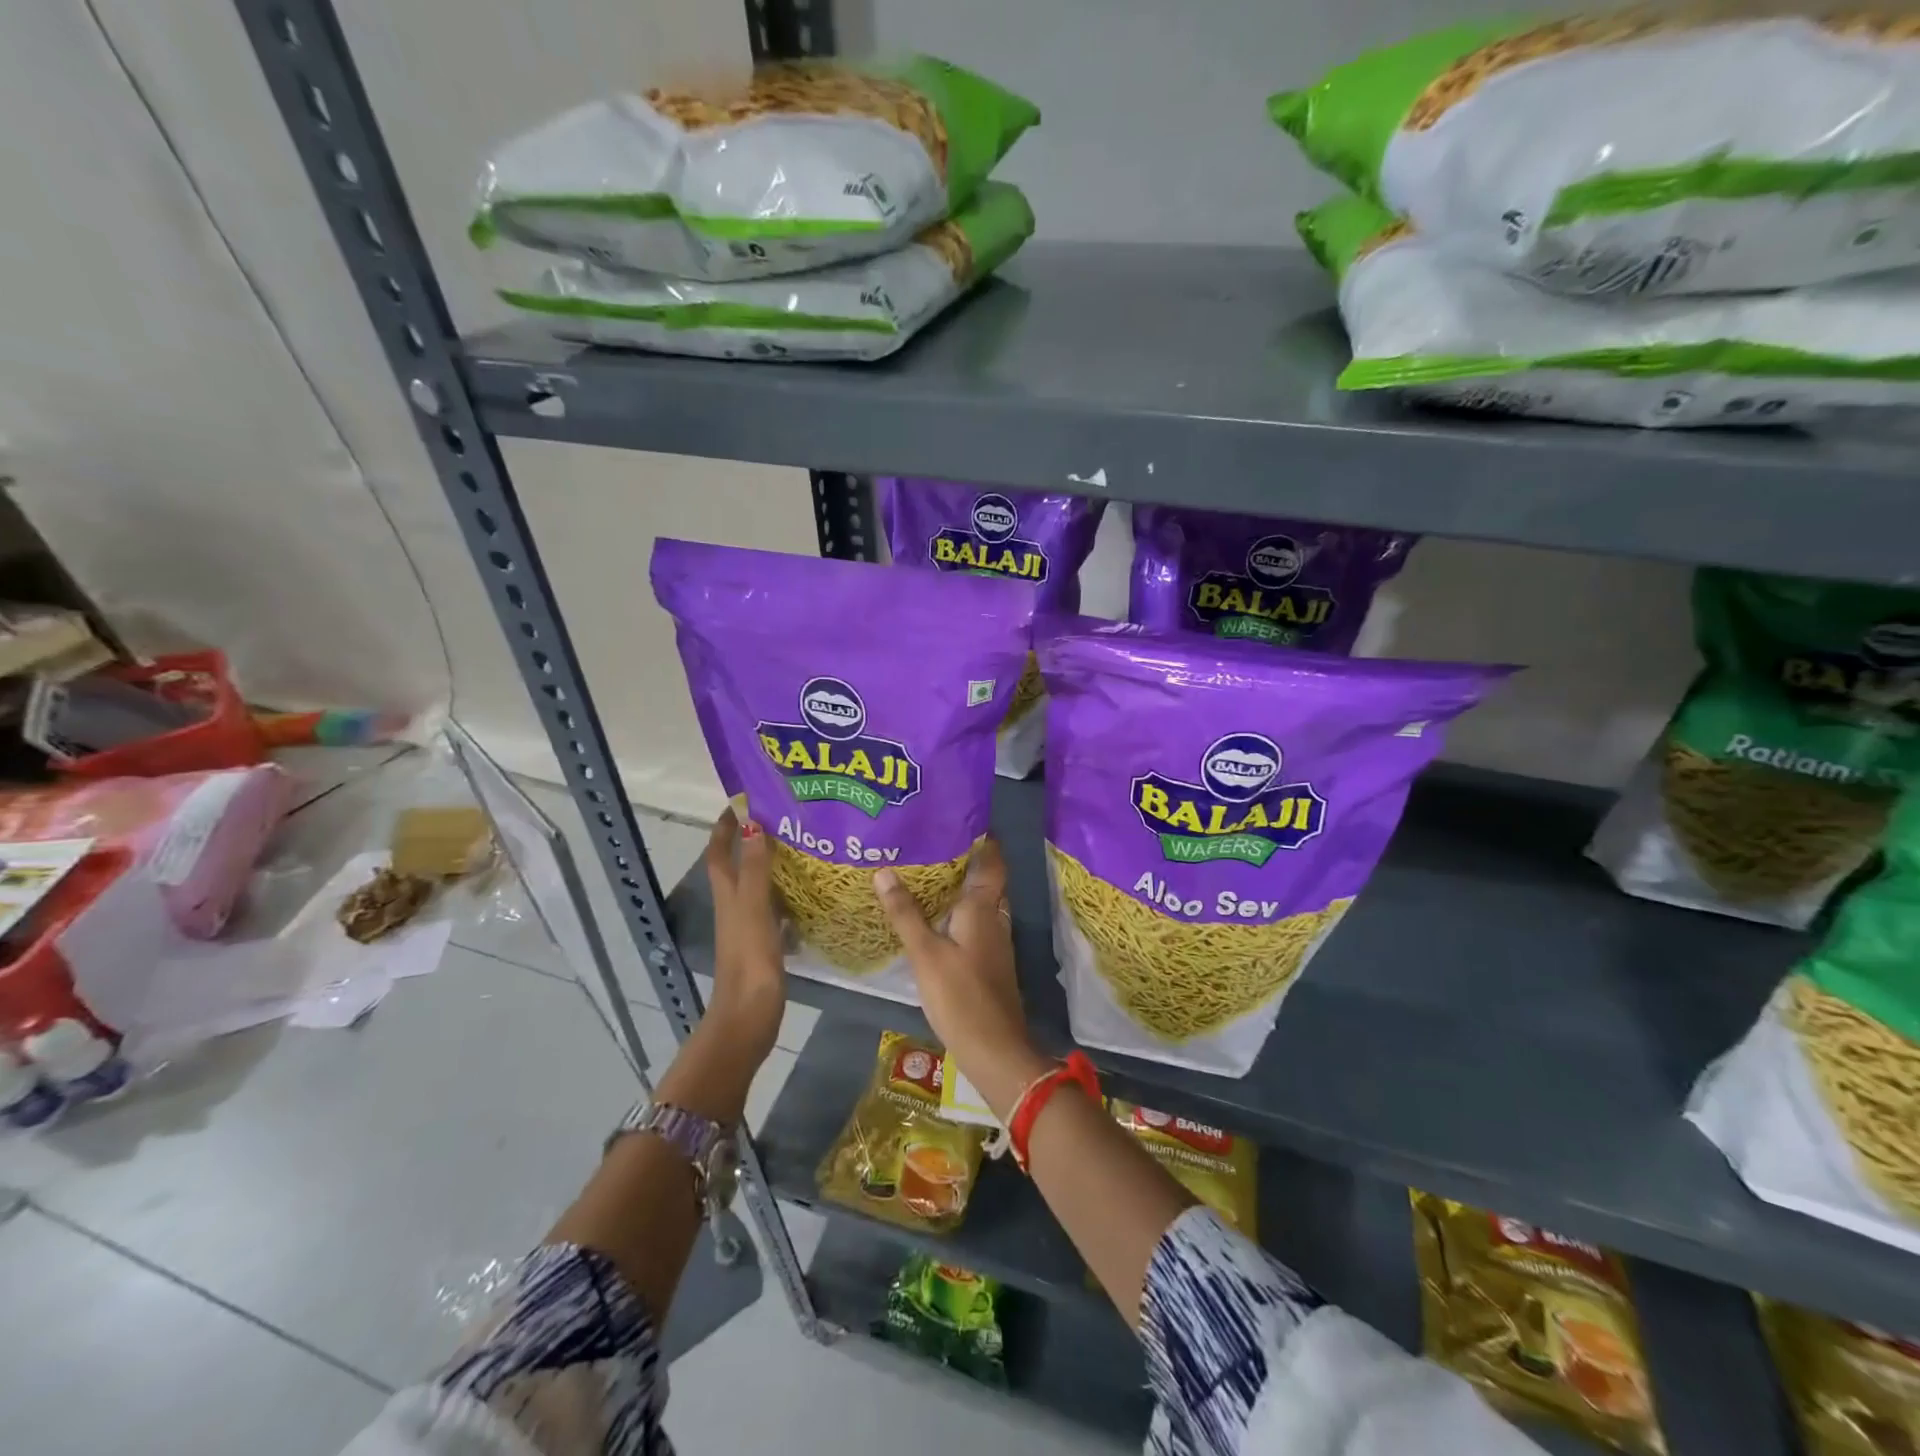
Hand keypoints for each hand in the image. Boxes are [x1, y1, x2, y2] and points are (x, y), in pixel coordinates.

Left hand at [703, 808, 784, 1060]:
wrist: (749, 1016)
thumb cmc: (750, 959)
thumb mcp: (754, 908)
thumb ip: (754, 868)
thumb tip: (751, 822)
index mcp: (728, 894)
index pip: (719, 851)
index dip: (725, 825)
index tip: (744, 799)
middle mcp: (735, 905)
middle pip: (739, 863)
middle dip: (753, 837)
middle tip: (785, 817)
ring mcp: (750, 925)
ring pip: (759, 884)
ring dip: (772, 863)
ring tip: (803, 845)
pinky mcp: (765, 942)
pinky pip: (776, 907)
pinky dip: (788, 893)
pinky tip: (811, 891)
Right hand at [873, 839, 1044, 1118]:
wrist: (996, 1051)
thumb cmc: (961, 997)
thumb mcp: (926, 954)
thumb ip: (906, 913)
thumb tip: (884, 870)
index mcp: (983, 907)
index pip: (991, 859)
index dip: (981, 836)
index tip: (956, 815)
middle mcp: (994, 917)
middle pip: (984, 877)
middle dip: (962, 856)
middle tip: (928, 839)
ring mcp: (994, 941)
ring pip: (978, 900)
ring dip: (957, 884)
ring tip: (924, 869)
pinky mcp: (987, 961)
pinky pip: (973, 921)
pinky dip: (955, 910)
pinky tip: (932, 914)